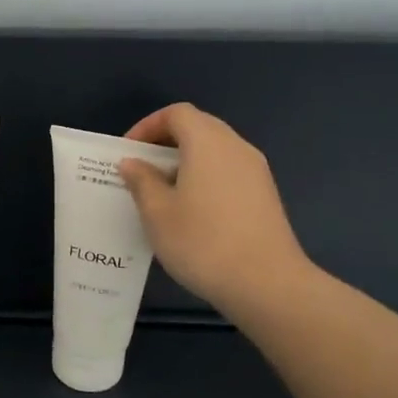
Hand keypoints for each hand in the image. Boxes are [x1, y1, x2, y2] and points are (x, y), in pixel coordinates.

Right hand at [119, 103, 313, 322]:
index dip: (148, 126)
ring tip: (163, 193)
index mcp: (208, 142)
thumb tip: (133, 162)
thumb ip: (142, 181)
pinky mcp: (266, 195)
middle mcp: (236, 147)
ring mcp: (256, 171)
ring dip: (187, 162)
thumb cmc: (202, 242)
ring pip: (215, 151)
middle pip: (199, 127)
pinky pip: (229, 172)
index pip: (177, 113)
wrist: (267, 284)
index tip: (129, 152)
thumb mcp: (158, 213)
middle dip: (167, 142)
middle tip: (142, 170)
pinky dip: (206, 178)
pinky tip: (193, 212)